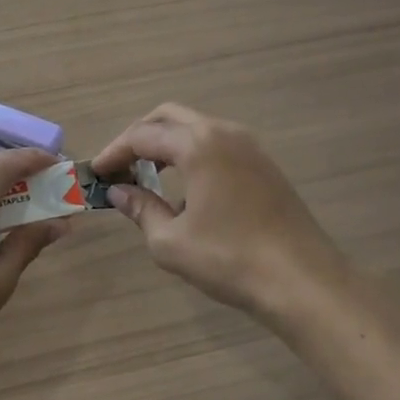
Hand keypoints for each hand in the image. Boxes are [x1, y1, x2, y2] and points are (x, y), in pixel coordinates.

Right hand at [91, 104, 341, 320]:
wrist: (303, 281)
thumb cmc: (229, 259)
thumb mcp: (171, 241)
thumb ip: (140, 209)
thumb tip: (118, 192)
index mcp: (197, 144)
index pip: (142, 136)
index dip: (114, 153)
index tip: (96, 173)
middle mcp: (222, 132)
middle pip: (168, 117)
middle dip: (139, 137)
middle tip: (120, 165)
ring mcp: (249, 146)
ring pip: (196, 127)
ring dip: (167, 142)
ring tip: (147, 174)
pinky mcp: (264, 164)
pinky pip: (217, 143)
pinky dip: (192, 152)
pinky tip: (186, 186)